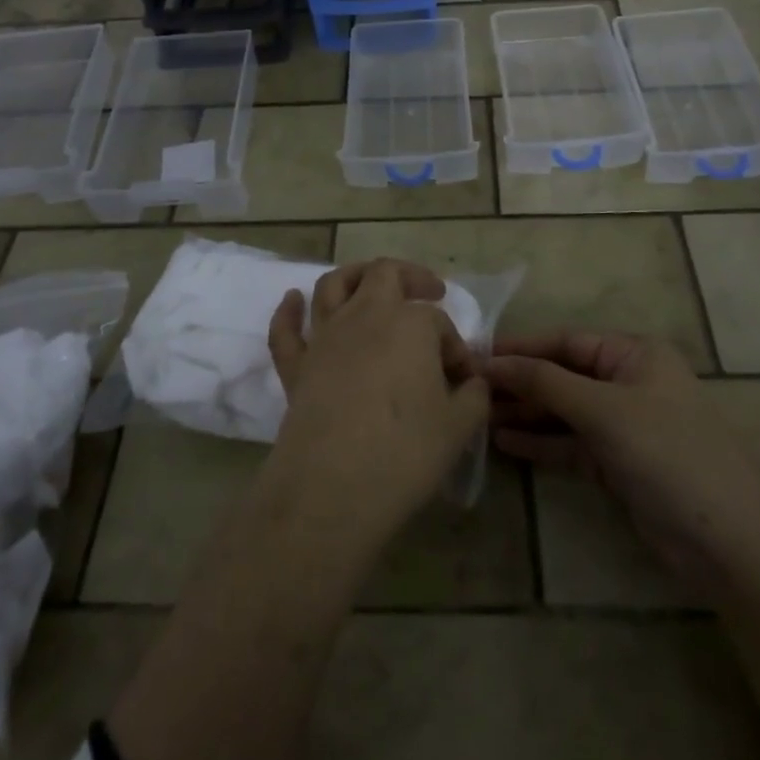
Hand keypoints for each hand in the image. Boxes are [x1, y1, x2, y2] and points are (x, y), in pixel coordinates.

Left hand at [264, 259, 489, 548]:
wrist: (333, 486)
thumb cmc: (404, 451)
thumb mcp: (458, 427)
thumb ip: (473, 397)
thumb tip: (473, 383)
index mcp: (410, 323)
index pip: (439, 323)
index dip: (455, 347)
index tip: (463, 380)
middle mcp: (365, 315)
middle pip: (384, 274)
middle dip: (410, 277)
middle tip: (429, 291)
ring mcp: (325, 337)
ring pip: (333, 285)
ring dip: (354, 276)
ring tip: (370, 282)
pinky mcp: (296, 365)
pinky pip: (285, 329)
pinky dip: (288, 311)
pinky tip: (292, 299)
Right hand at [485, 333, 759, 584]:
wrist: (726, 542)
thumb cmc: (666, 453)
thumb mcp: (603, 409)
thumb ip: (546, 382)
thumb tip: (494, 361)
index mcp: (635, 355)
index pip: (566, 342)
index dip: (522, 348)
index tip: (478, 354)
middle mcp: (628, 382)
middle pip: (563, 375)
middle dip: (521, 382)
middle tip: (471, 389)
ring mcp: (624, 425)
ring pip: (564, 411)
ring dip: (526, 413)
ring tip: (480, 415)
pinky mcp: (618, 463)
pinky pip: (571, 444)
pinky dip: (541, 442)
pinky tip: (505, 441)